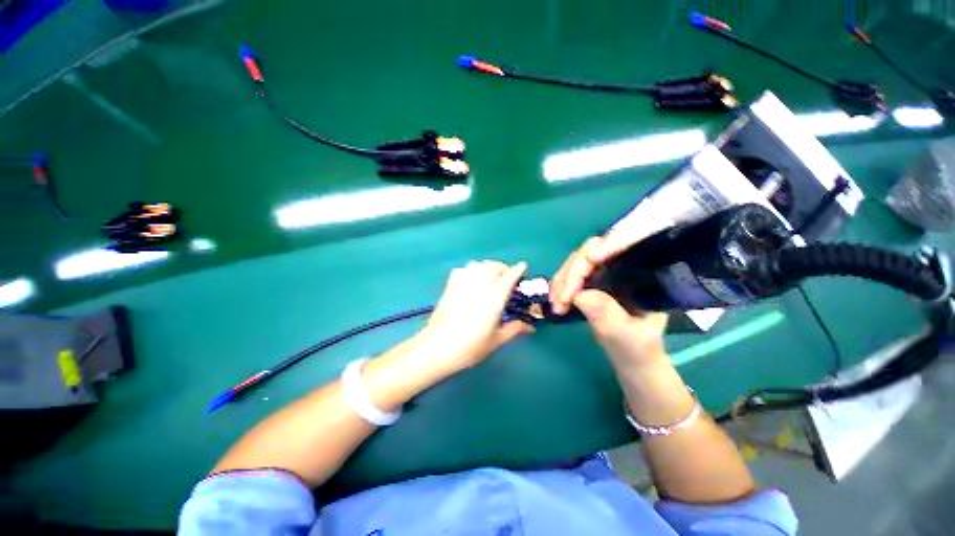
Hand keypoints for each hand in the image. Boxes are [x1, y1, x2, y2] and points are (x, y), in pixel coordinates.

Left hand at [416, 260, 533, 375]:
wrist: (437, 348)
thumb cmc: (470, 347)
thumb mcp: (495, 340)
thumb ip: (514, 329)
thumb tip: (531, 327)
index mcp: (493, 299)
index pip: (508, 278)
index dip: (517, 270)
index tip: (523, 266)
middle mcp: (478, 287)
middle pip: (492, 266)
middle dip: (502, 268)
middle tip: (507, 277)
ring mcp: (462, 285)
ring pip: (477, 264)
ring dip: (487, 267)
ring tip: (490, 276)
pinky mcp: (449, 287)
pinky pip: (462, 270)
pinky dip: (470, 270)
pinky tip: (471, 279)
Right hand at [551, 236, 667, 367]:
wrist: (633, 358)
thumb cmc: (639, 349)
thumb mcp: (628, 337)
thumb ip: (608, 317)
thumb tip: (580, 295)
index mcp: (646, 271)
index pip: (626, 243)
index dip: (606, 246)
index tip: (588, 261)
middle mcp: (625, 263)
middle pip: (593, 249)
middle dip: (574, 271)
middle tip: (561, 298)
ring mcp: (606, 269)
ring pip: (578, 260)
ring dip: (562, 279)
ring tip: (556, 303)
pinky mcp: (592, 278)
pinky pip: (570, 272)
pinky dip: (560, 284)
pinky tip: (555, 300)